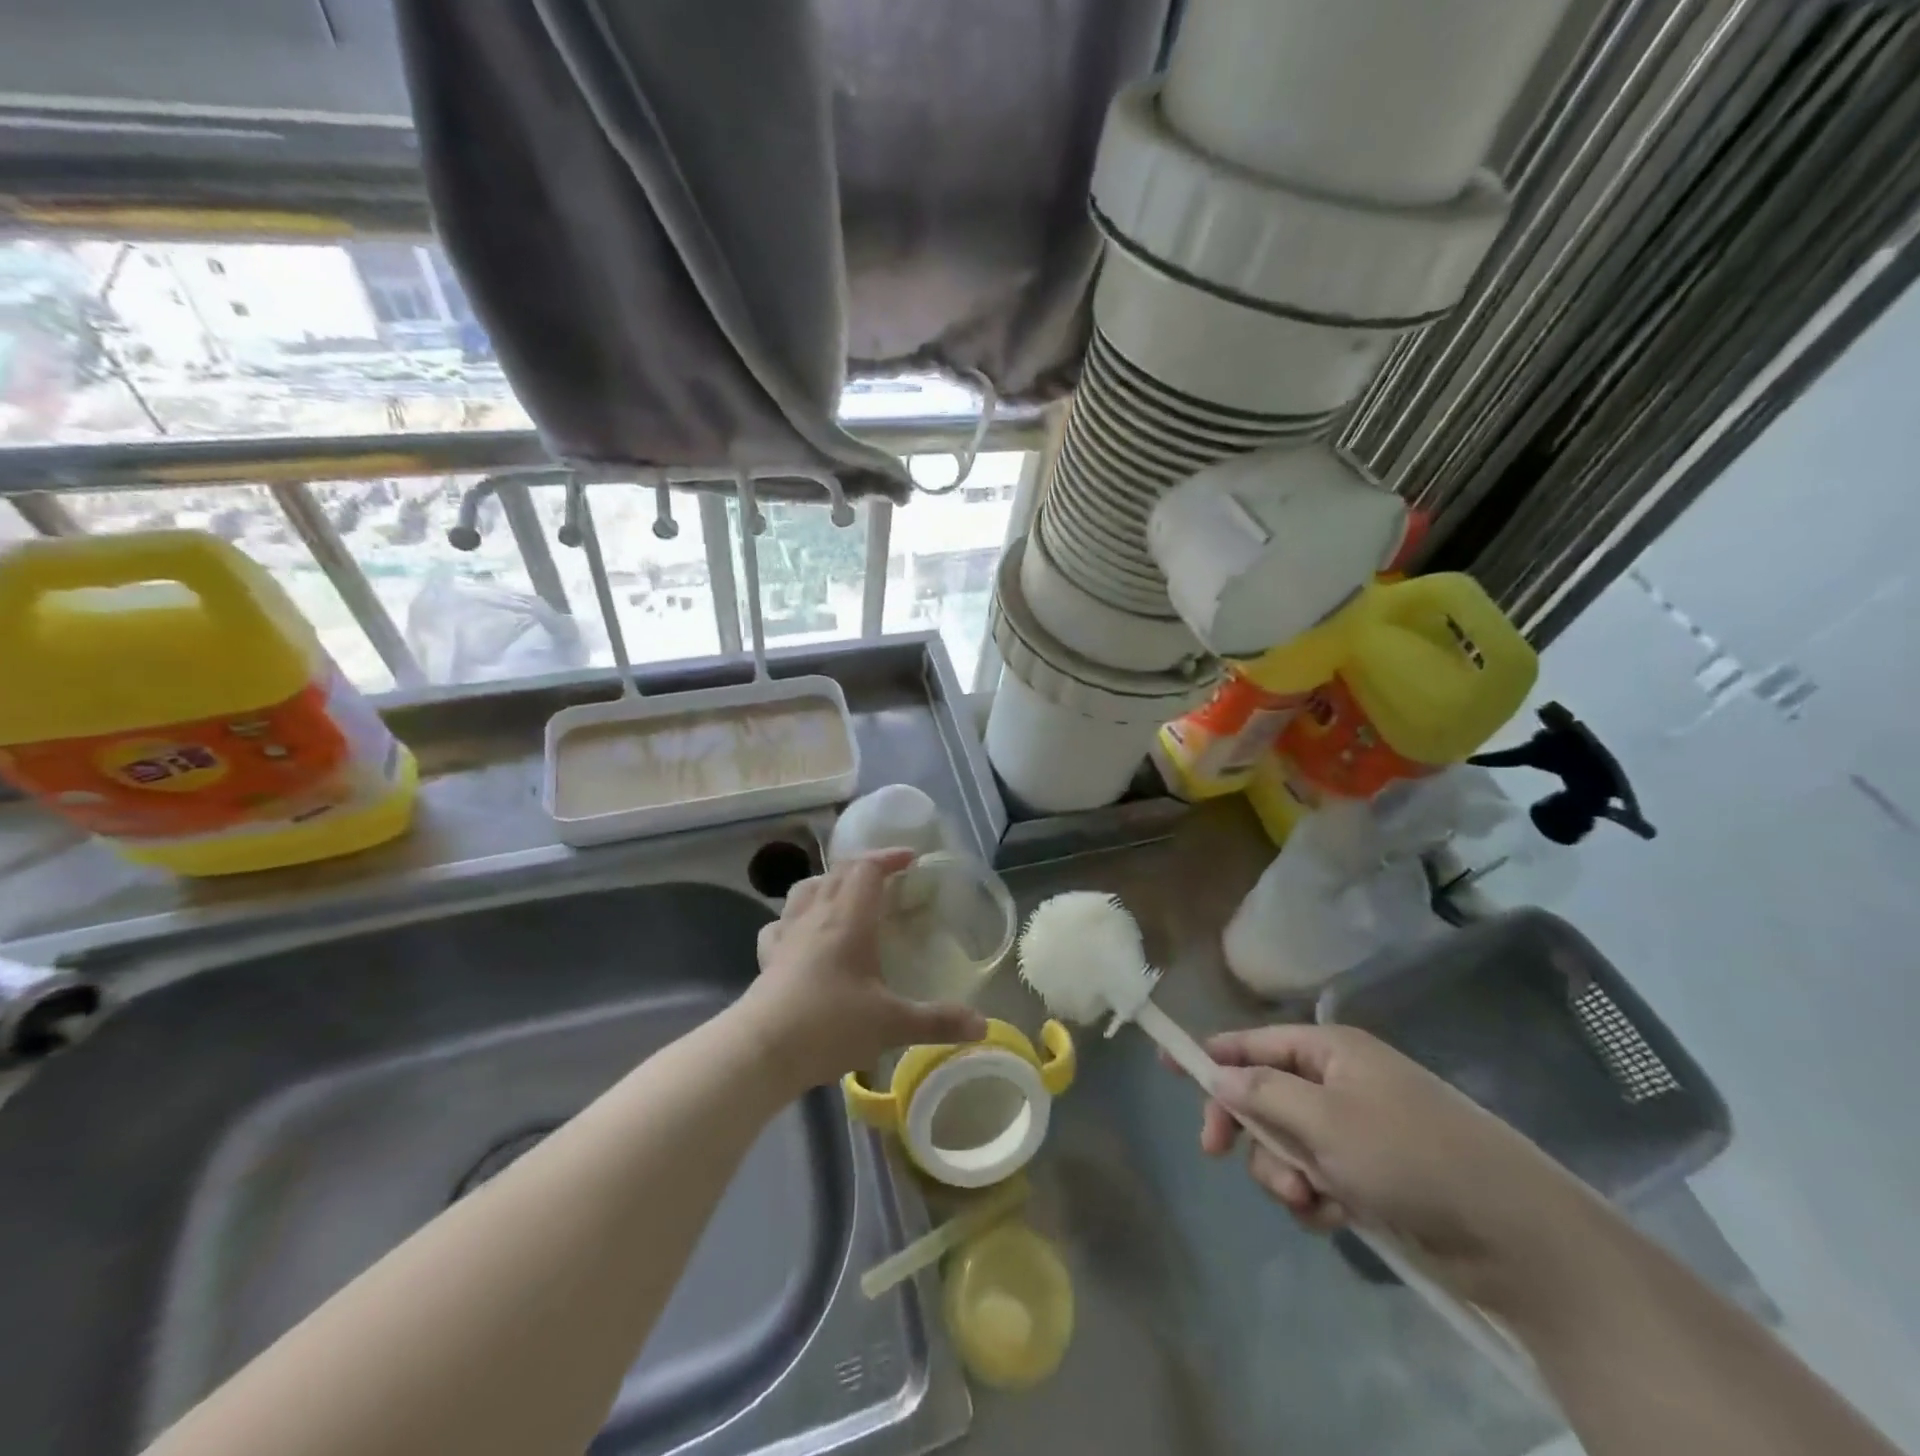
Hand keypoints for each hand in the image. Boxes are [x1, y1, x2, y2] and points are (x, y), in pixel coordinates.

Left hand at [739, 849, 987, 1090]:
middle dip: (864, 867)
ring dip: (828, 882)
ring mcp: (787, 934)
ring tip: (845, 896)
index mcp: (848, 919)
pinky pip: (781, 922)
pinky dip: (796, 917)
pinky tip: (802, 933)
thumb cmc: (830, 1026)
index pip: (867, 869)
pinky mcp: (768, 957)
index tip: (911, 859)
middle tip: (887, 877)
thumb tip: (983, 1025)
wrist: (761, 1051)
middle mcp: (816, 916)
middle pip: (838, 873)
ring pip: (806, 889)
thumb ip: (938, 1021)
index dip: (889, 858)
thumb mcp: (892, 1025)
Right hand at [1188, 1024, 1595, 1309]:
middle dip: (1248, 1129)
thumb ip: (1263, 1095)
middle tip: (1218, 1152)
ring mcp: (1357, 1132)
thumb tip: (1218, 1075)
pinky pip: (1317, 1179)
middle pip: (1264, 1095)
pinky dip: (1315, 1198)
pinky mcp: (1373, 1177)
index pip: (1253, 1041)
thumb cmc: (1411, 1157)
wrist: (1517, 1236)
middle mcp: (1340, 1083)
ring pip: (1286, 1145)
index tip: (1168, 1065)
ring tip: (1309, 1199)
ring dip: (1283, 1173)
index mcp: (1331, 1051)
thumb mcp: (1325, 1121)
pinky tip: (1334, 1217)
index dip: (1210, 1053)